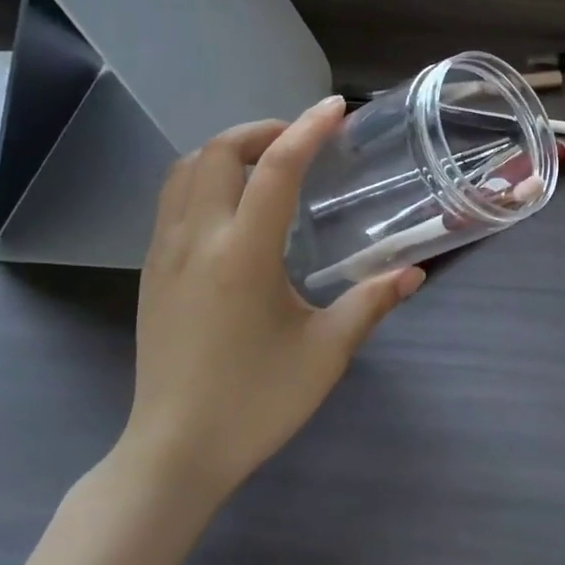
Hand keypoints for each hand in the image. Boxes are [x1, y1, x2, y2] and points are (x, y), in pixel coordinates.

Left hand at [117, 96, 424, 499]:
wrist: (173, 455)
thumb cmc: (255, 404)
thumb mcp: (325, 354)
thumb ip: (371, 303)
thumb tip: (414, 273)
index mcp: (243, 255)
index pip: (276, 169)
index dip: (307, 129)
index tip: (336, 108)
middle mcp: (197, 241)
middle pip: (217, 152)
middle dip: (260, 131)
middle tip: (299, 141)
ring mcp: (164, 253)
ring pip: (185, 169)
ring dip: (226, 150)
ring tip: (264, 163)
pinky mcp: (151, 271)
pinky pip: (171, 198)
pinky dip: (202, 177)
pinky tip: (232, 205)